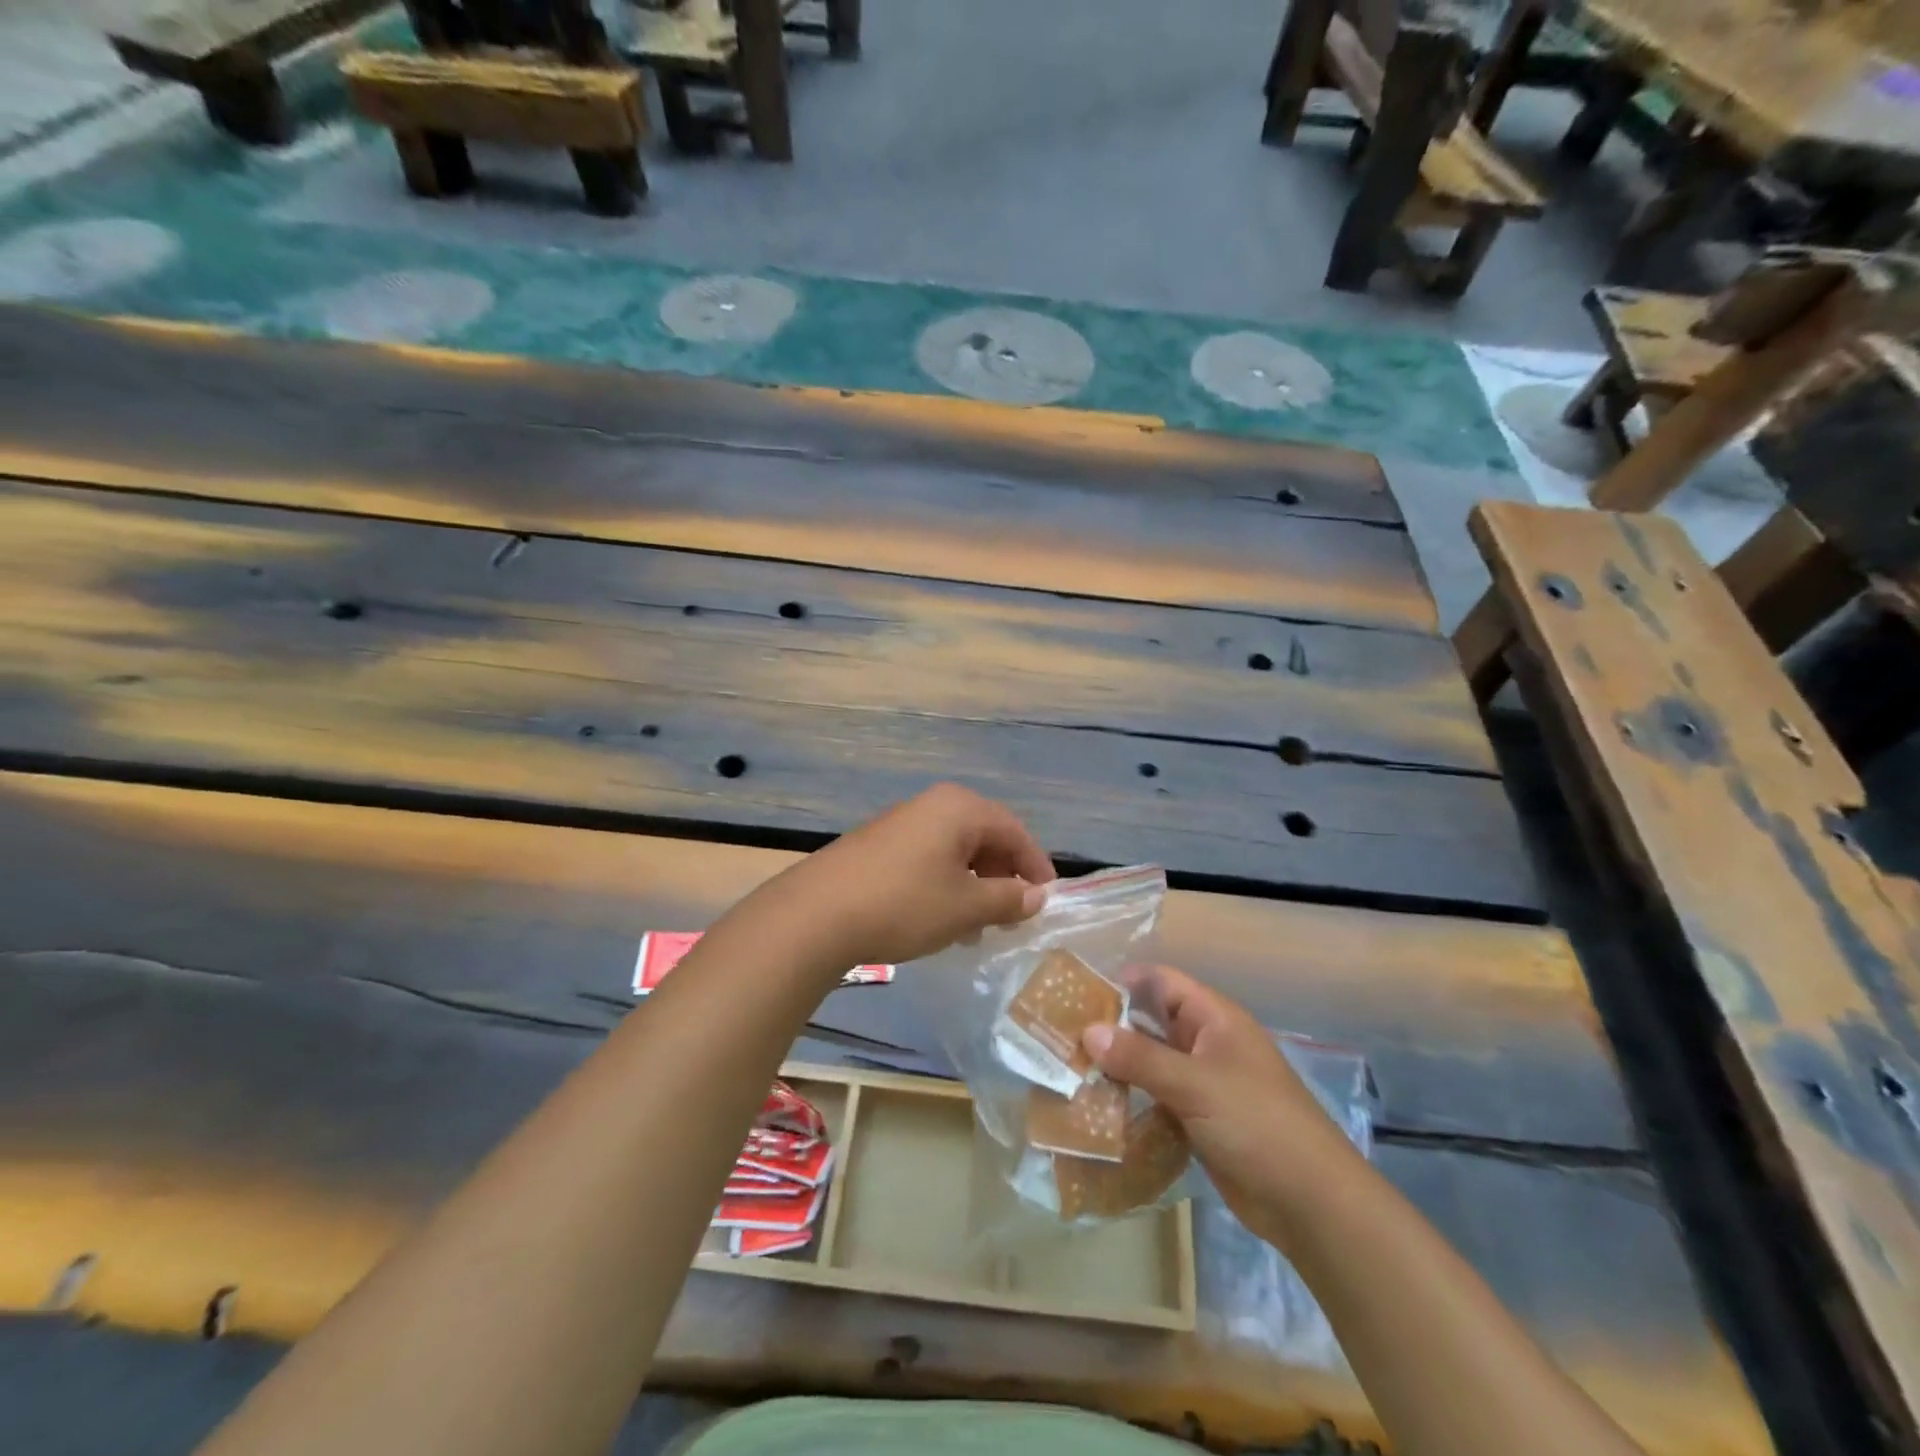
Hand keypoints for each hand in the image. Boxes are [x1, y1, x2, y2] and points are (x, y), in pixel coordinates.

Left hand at [753, 783, 1055, 971]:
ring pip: (956, 851)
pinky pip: (928, 858)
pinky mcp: (879, 843)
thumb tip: (1036, 896)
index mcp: (960, 808)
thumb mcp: (966, 907)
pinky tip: (940, 920)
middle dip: (1003, 878)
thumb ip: (1008, 899)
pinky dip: (945, 885)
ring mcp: (902, 822)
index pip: (1015, 832)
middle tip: (1011, 917)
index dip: (1036, 866)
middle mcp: (933, 805)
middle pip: (985, 837)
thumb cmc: (905, 904)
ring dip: (974, 886)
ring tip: (976, 927)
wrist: (817, 914)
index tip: (1048, 901)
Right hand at [1084, 965, 1362, 1241]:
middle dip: (1111, 1027)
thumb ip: (1140, 1057)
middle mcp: (1206, 1043)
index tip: (1076, 994)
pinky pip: (1156, 1097)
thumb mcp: (1196, 1084)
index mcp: (1214, 1018)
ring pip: (1150, 1062)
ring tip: (1068, 1069)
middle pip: (1151, 1022)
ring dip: (1117, 1066)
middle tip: (1061, 1035)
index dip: (1121, 982)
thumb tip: (1087, 1032)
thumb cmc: (1257, 1124)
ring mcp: (1202, 1083)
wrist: (1309, 1203)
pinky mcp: (1197, 1119)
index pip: (1160, 982)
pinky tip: (1095, 1106)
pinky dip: (1130, 1099)